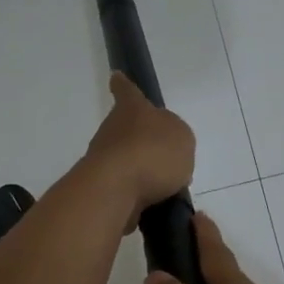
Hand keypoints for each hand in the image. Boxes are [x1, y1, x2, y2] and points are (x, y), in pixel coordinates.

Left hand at [82, 73, 194, 226]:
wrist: (116, 190)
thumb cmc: (152, 153)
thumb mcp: (181, 138)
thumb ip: (176, 138)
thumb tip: (165, 148)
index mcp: (132, 110)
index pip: (128, 92)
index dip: (124, 85)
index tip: (116, 77)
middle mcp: (112, 131)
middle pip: (127, 130)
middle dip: (141, 141)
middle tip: (163, 155)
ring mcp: (103, 161)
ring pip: (126, 161)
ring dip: (142, 171)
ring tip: (166, 187)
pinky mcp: (102, 189)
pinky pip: (126, 189)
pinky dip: (138, 195)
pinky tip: (155, 206)